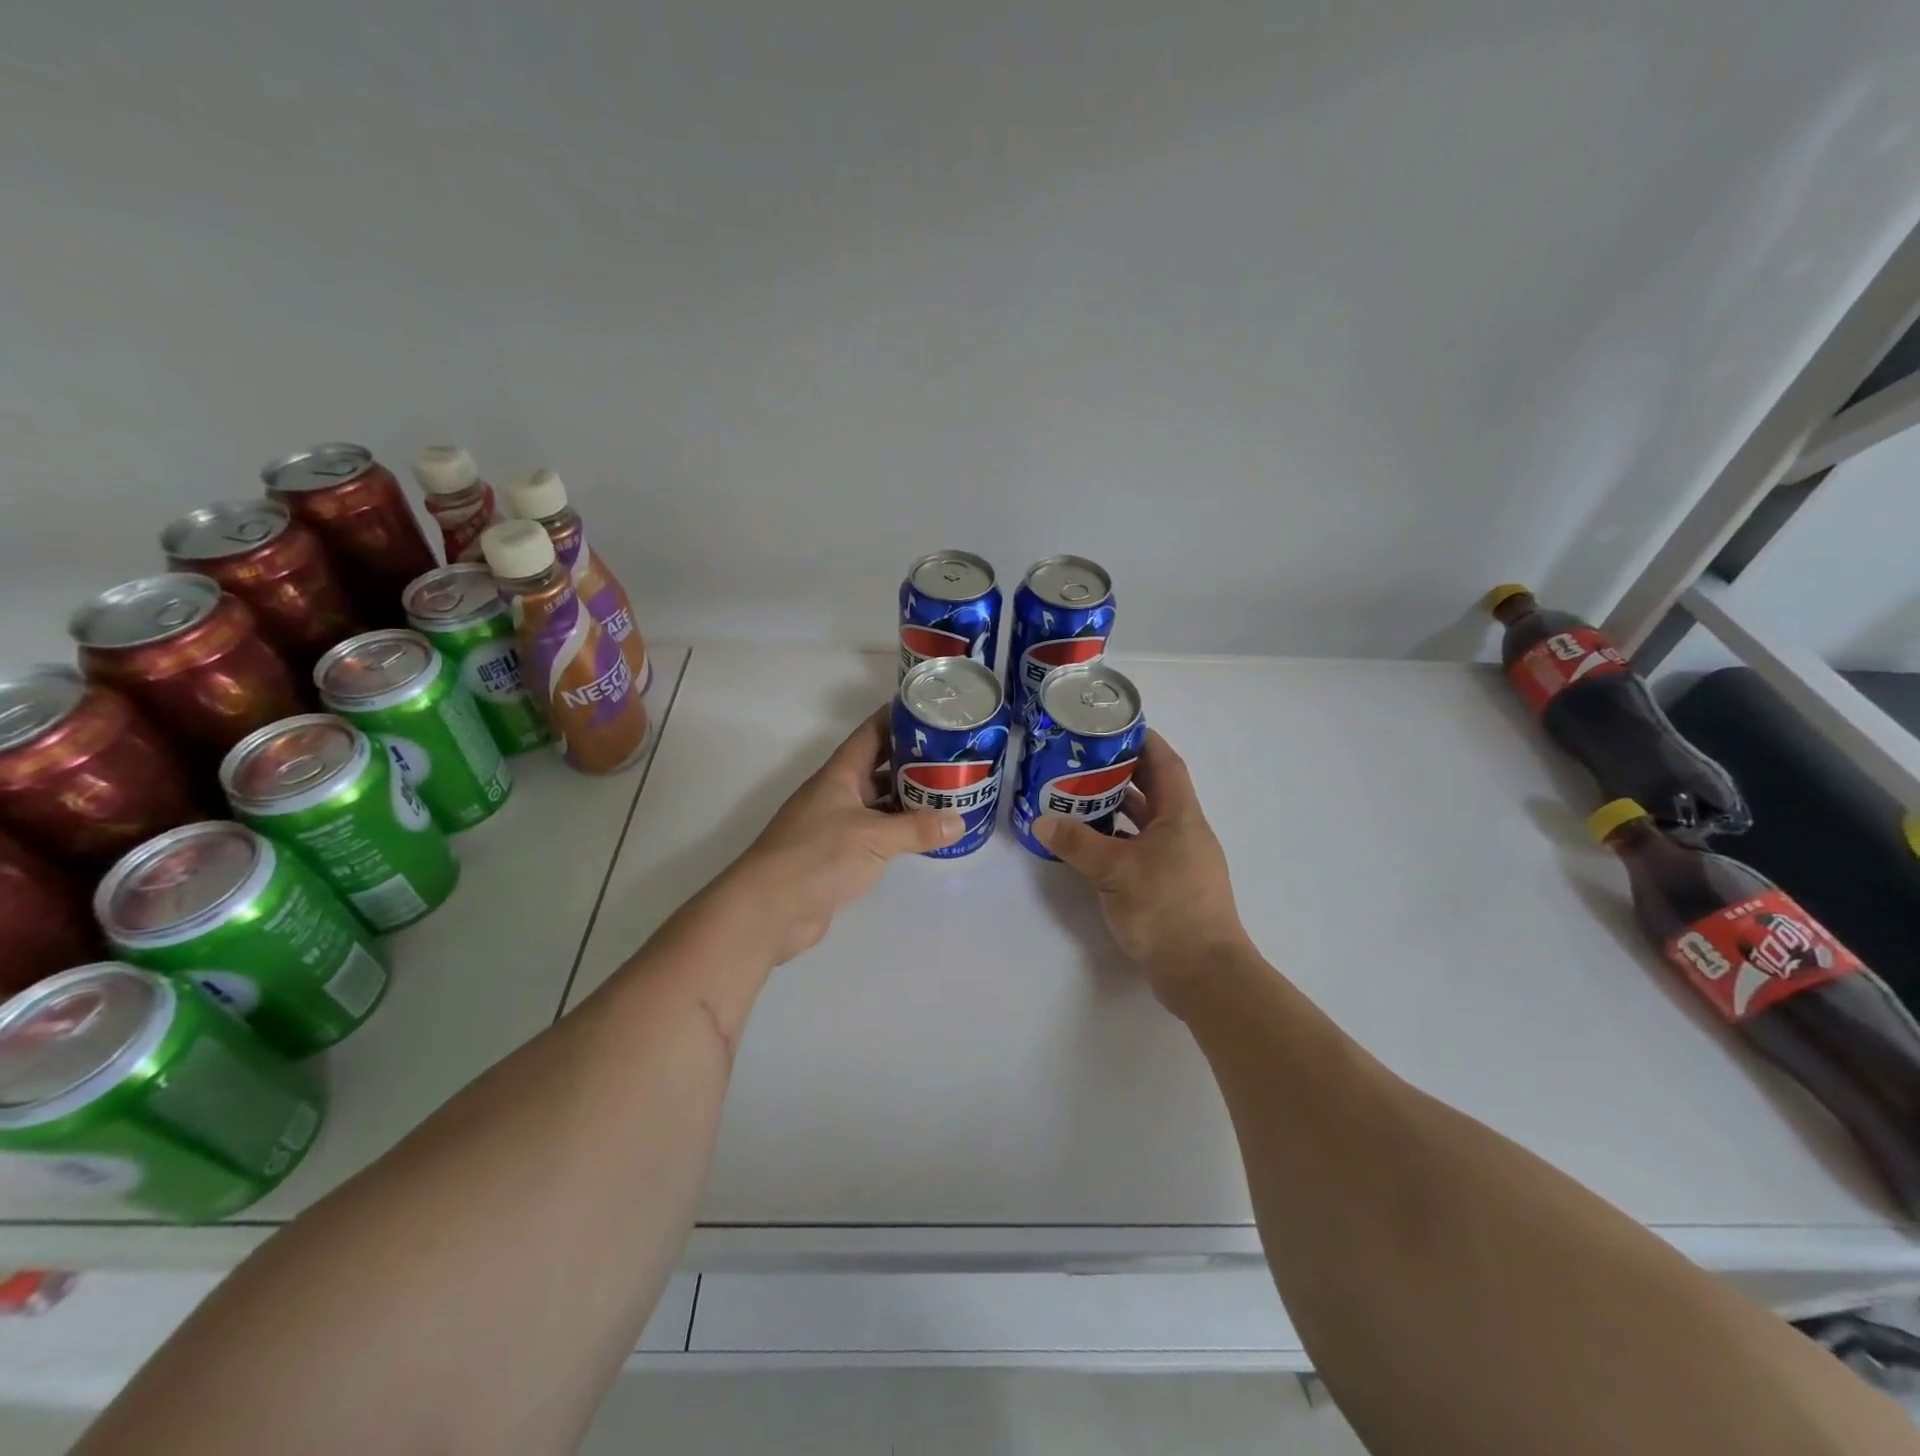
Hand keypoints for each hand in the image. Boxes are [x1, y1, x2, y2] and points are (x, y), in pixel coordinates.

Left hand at [726, 706, 961, 964]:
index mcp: (839, 775)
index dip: (897, 718)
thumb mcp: (873, 838)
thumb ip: (917, 829)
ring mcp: (836, 825)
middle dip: (913, 760)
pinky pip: (876, 833)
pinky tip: (925, 834)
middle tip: (953, 756)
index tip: (931, 709)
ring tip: (948, 792)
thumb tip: (959, 822)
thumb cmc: (818, 856)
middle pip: (879, 767)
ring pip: (879, 802)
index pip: (871, 733)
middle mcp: (837, 794)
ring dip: (908, 797)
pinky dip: (899, 830)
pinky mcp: (838, 855)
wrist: (769, 910)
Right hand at [1035, 730, 1250, 993]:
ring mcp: (1179, 861)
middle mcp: (1184, 832)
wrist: (1204, 973)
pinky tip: (1091, 845)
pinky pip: (1141, 850)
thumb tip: (1042, 820)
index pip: (1165, 763)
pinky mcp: (1170, 887)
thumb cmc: (1167, 909)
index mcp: (1181, 816)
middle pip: (1155, 790)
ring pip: (1146, 822)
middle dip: (1122, 772)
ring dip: (1118, 808)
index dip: (1144, 740)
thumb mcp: (1116, 870)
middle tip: (1083, 760)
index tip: (1115, 726)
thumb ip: (1078, 842)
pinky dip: (1118, 841)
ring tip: (1079, 796)